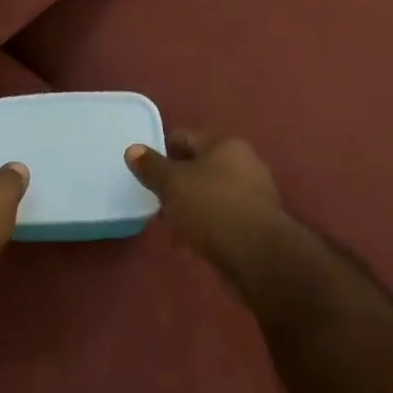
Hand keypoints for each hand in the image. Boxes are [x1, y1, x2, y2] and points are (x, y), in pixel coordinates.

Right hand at [124, 130, 288, 285]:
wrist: (258, 255)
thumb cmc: (211, 208)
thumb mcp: (172, 184)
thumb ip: (151, 167)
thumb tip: (133, 149)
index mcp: (225, 144)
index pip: (184, 136)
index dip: (160, 150)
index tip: (143, 170)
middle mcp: (245, 162)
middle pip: (200, 165)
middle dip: (177, 181)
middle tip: (155, 198)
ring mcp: (255, 192)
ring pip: (211, 191)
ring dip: (191, 204)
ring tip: (171, 222)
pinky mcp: (259, 221)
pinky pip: (223, 214)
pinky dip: (207, 222)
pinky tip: (192, 239)